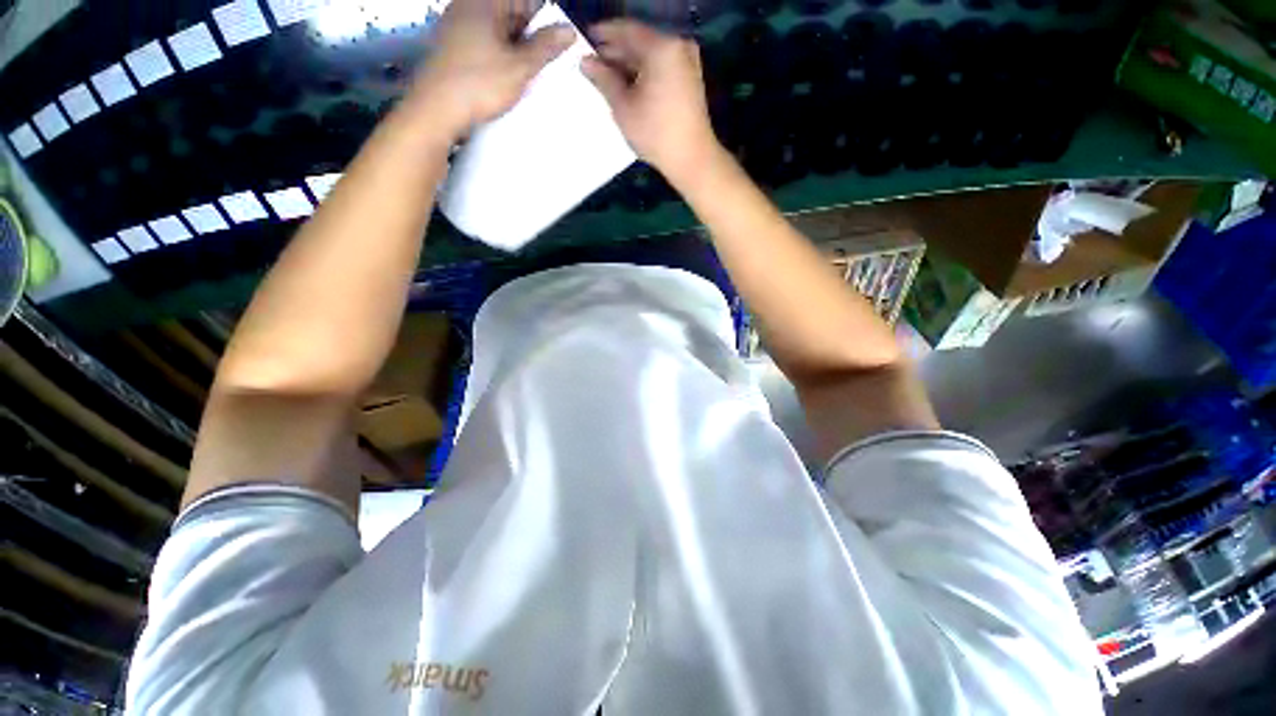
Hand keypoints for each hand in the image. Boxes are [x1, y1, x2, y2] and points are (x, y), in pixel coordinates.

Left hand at [406, 0, 573, 140]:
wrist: (436, 110)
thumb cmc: (477, 83)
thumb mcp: (519, 67)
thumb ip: (545, 48)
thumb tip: (569, 30)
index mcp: (484, 2)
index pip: (525, 2)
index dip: (545, 21)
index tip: (558, 43)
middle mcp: (469, 8)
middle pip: (511, 16)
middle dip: (531, 37)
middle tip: (547, 63)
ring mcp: (459, 28)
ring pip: (500, 33)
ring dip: (518, 51)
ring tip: (530, 74)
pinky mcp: (455, 49)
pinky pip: (486, 46)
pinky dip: (502, 59)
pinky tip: (511, 79)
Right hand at [581, 21, 719, 184]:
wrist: (691, 159)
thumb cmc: (655, 133)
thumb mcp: (623, 107)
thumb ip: (603, 79)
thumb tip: (586, 61)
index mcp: (661, 47)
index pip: (626, 30)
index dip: (603, 34)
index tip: (584, 40)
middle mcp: (677, 46)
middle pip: (640, 41)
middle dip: (616, 51)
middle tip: (593, 62)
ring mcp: (687, 62)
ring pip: (651, 55)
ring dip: (629, 63)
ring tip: (607, 76)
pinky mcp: (690, 79)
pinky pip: (662, 66)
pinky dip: (644, 72)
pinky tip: (628, 85)